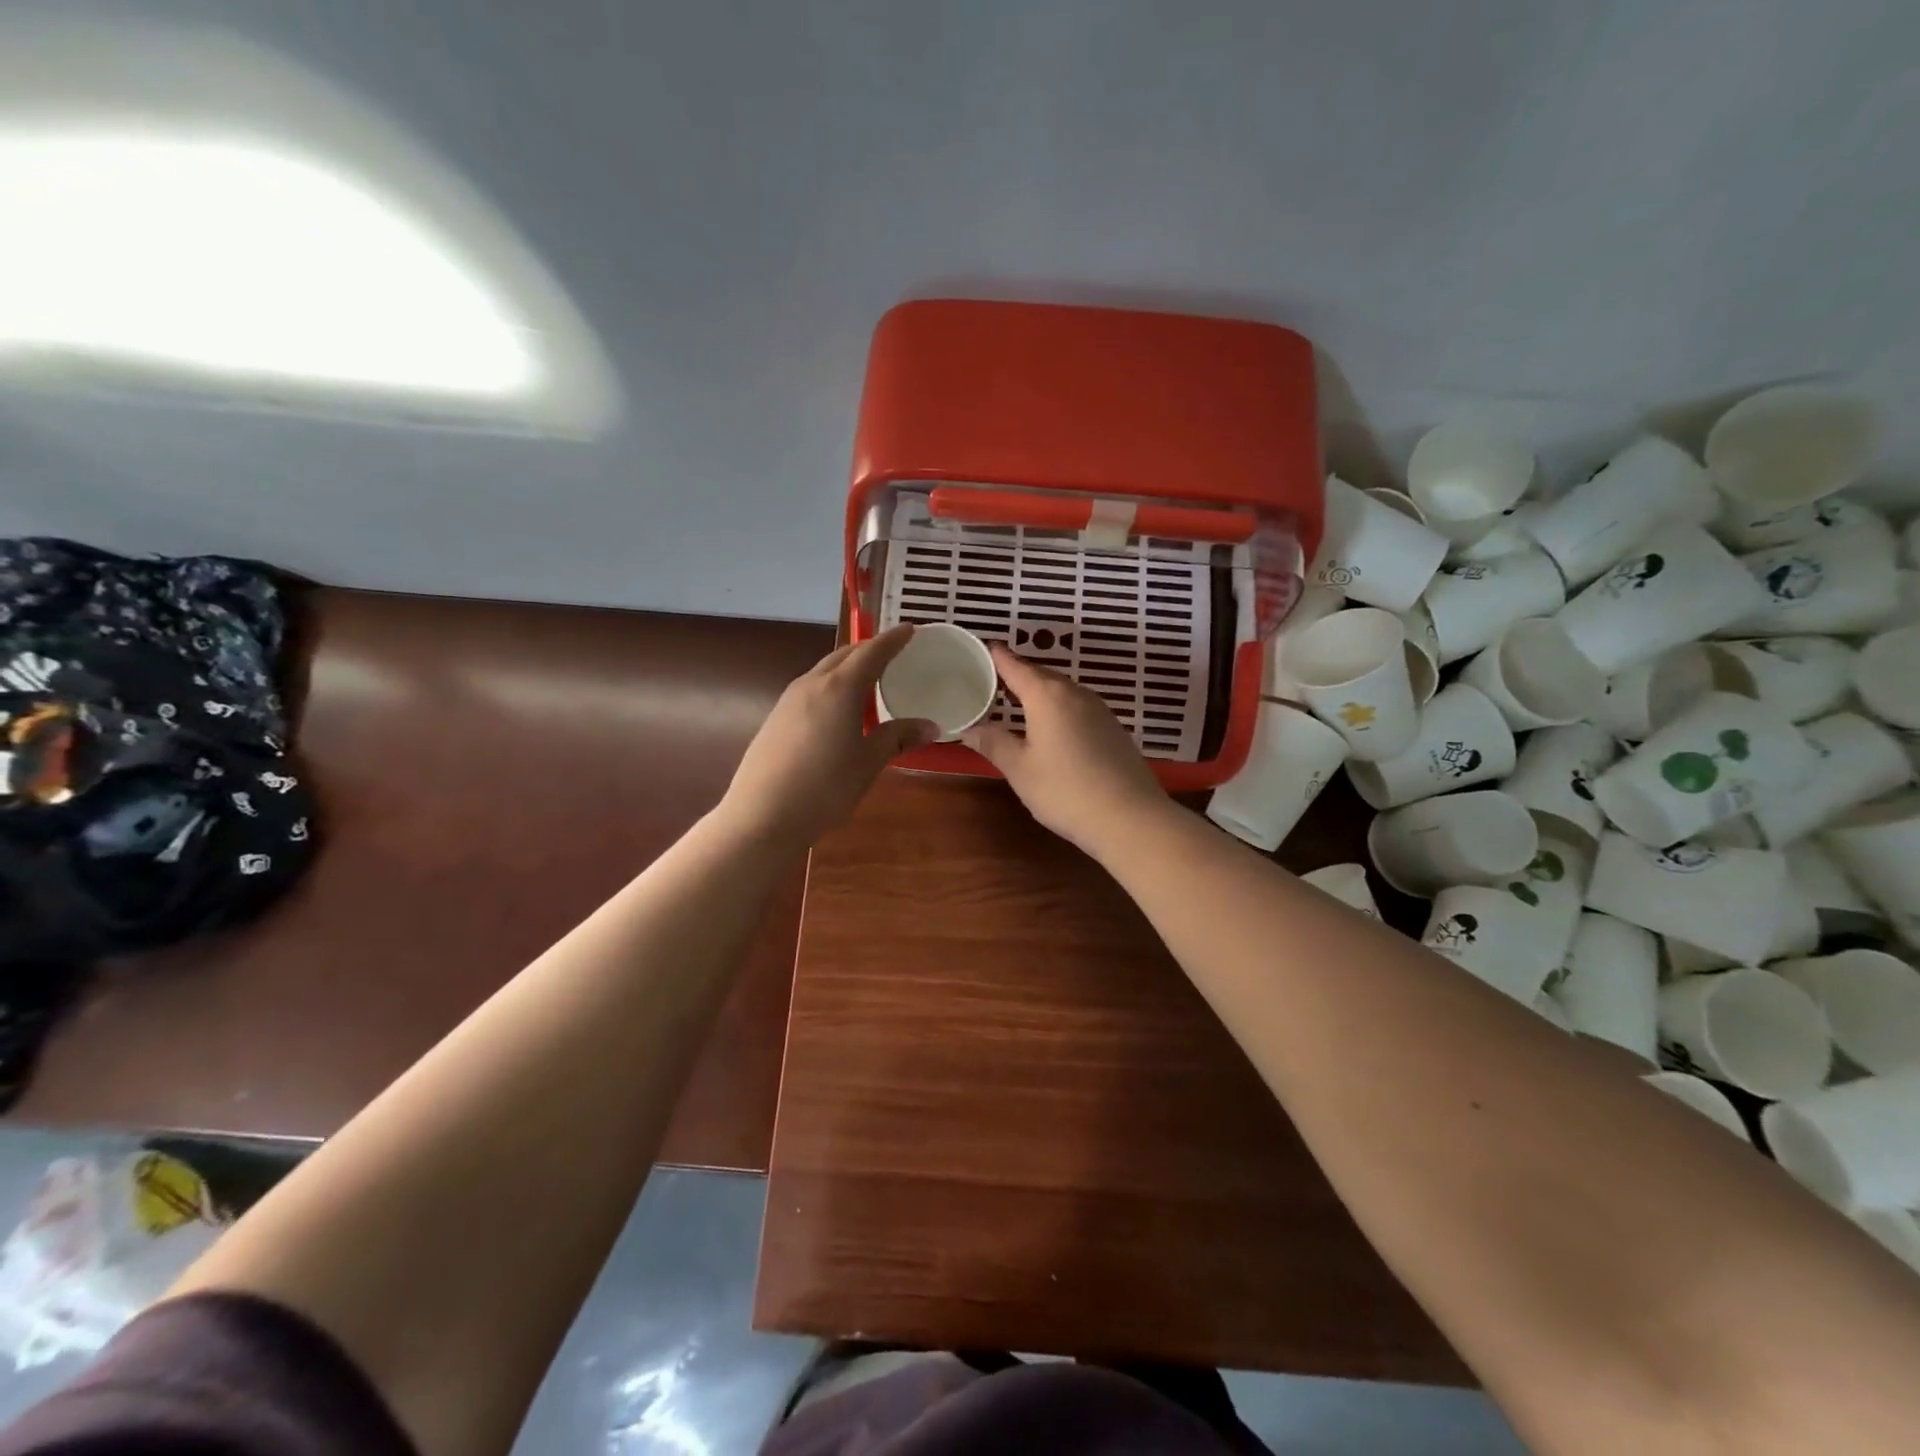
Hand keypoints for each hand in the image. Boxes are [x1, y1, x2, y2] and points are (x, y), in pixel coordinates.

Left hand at [720, 625, 937, 848]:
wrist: (762, 816)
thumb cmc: (825, 787)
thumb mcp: (869, 762)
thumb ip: (898, 738)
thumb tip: (930, 726)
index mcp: (839, 688)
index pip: (872, 652)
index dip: (893, 640)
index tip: (910, 629)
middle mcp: (812, 684)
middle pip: (844, 655)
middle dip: (869, 650)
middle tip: (893, 655)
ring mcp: (788, 700)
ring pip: (824, 671)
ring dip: (848, 668)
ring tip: (869, 683)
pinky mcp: (776, 718)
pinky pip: (811, 689)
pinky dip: (832, 687)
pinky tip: (839, 711)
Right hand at [964, 644, 1169, 857]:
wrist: (1130, 818)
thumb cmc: (1065, 791)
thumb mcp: (1020, 769)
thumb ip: (994, 743)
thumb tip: (969, 727)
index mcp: (1047, 696)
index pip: (1015, 666)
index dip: (997, 657)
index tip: (982, 649)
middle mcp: (1075, 693)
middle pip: (1041, 674)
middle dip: (1017, 674)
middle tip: (992, 680)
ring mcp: (1099, 709)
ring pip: (1062, 690)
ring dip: (1039, 692)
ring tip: (1018, 702)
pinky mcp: (1114, 728)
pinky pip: (1078, 706)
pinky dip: (1059, 708)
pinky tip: (1052, 727)